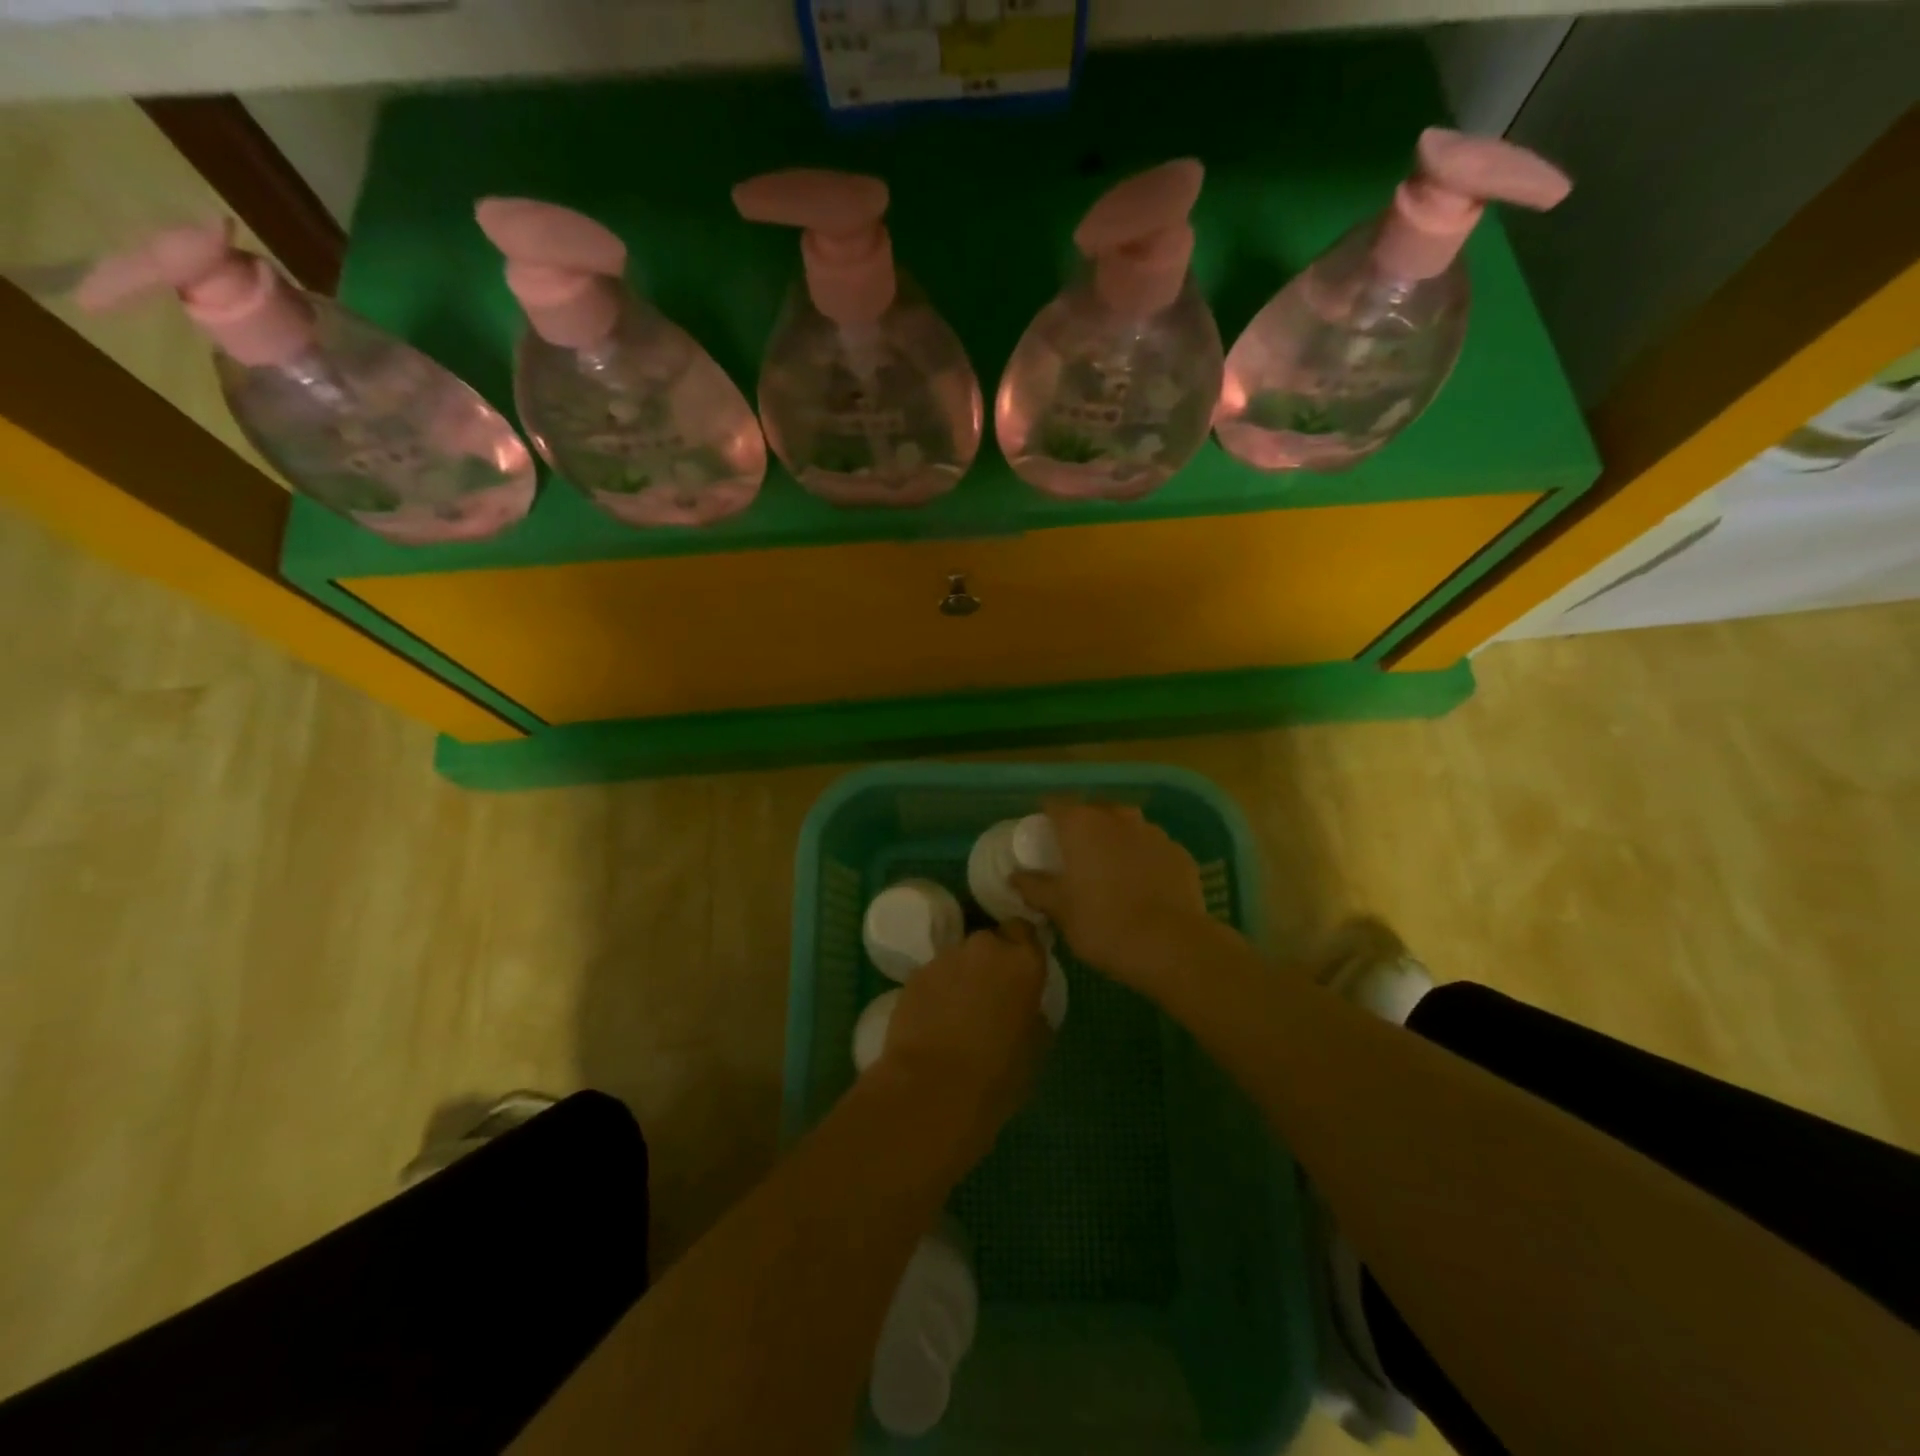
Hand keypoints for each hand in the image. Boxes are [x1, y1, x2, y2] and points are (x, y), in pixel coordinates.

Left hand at [875, 921, 1051, 1162]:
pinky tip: (934, 1021)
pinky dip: (937, 990)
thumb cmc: (996, 1076)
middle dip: (990, 963)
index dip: (1021, 948)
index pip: (1025, 931)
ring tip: (958, 1012)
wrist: (931, 1089)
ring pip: (959, 958)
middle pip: (990, 943)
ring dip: (962, 976)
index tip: (1020, 972)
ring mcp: (945, 958)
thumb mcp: (1035, 1049)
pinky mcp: (915, 974)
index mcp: (1023, 962)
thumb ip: (1033, 1014)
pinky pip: (934, 975)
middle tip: (990, 996)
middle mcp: (985, 948)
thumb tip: (1026, 1007)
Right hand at [1010, 799, 1213, 994]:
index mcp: (1081, 825)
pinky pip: (1153, 848)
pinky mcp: (1179, 853)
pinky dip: (1144, 858)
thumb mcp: (1059, 910)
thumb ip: (1034, 887)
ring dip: (1116, 840)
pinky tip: (1143, 885)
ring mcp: (1153, 832)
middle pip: (1094, 811)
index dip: (1047, 818)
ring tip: (1111, 869)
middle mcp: (1117, 818)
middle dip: (1084, 827)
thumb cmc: (1102, 924)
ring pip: (1127, 826)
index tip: (1042, 838)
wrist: (1170, 946)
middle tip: (1076, 855)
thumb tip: (1015, 876)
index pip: (1055, 805)